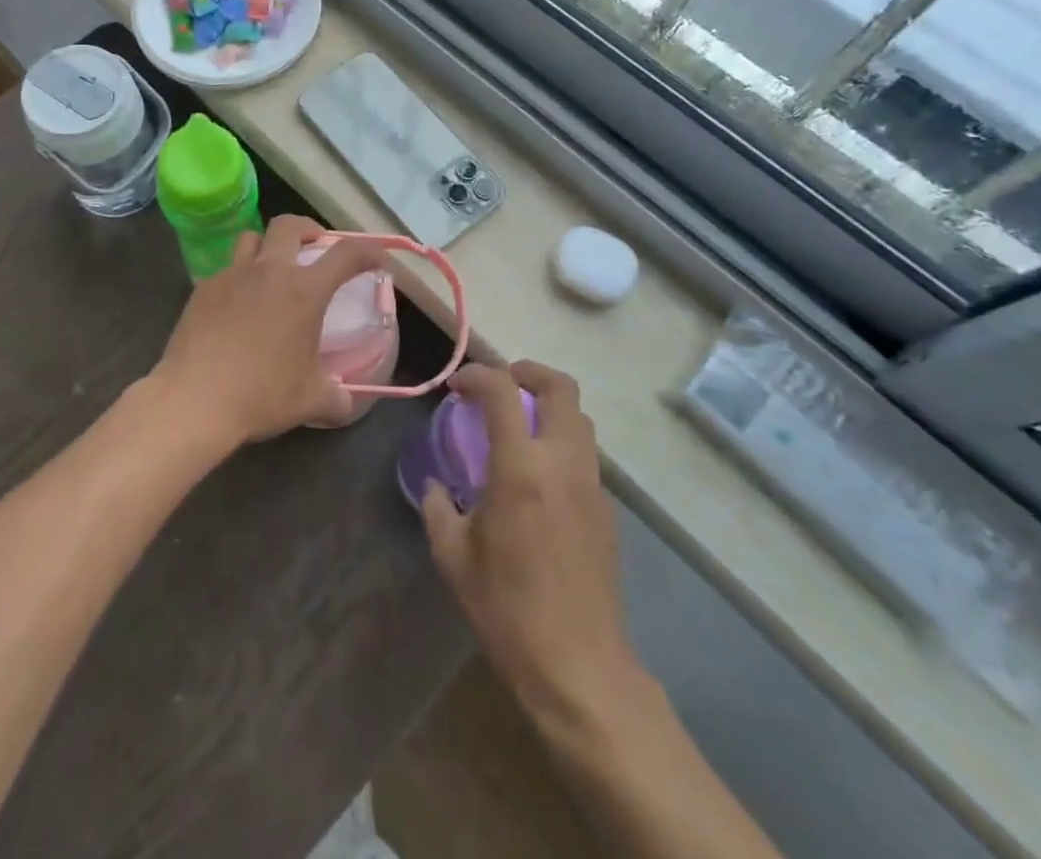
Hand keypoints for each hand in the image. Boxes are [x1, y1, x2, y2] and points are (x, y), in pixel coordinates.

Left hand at [151, 215, 386, 447]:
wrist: (195, 400)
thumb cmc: (262, 395)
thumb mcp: (311, 401)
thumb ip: (336, 396)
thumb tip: (346, 402)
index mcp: (304, 291)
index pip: (346, 254)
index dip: (368, 251)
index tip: (376, 260)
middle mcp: (269, 271)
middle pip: (290, 224)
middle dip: (308, 229)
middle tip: (315, 248)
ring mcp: (231, 275)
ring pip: (252, 237)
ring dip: (268, 245)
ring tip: (272, 268)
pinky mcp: (203, 289)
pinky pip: (226, 269)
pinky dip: (239, 277)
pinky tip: (238, 304)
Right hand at [422, 361, 636, 728]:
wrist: (579, 668)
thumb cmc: (508, 611)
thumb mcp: (454, 559)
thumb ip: (437, 510)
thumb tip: (434, 487)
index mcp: (520, 469)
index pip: (503, 391)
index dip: (477, 375)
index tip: (457, 387)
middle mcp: (563, 464)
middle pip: (561, 387)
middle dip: (528, 372)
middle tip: (501, 384)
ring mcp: (592, 486)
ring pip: (580, 418)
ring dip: (549, 406)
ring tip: (518, 426)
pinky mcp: (606, 511)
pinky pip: (585, 455)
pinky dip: (561, 443)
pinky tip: (539, 477)